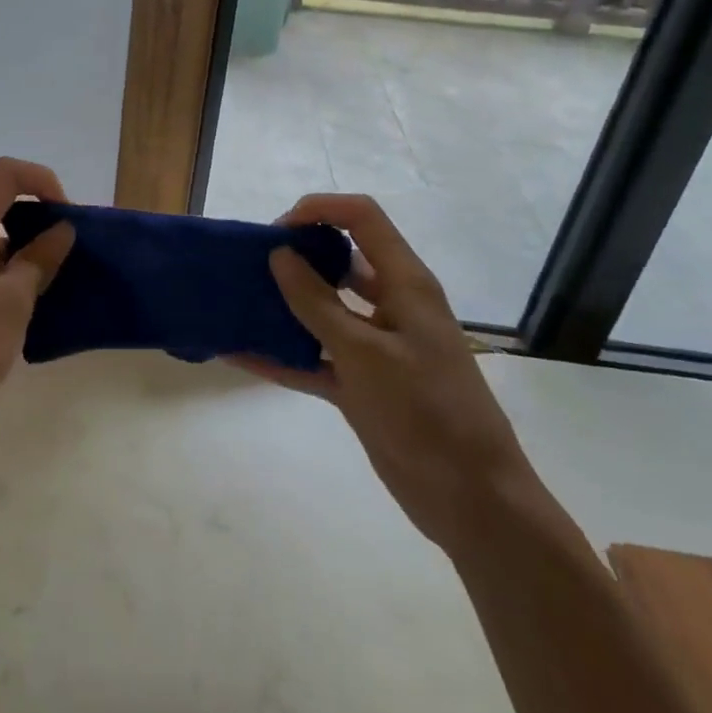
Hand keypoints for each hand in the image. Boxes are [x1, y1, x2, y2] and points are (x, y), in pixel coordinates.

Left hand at [0, 158, 73, 463]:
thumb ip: (38, 261)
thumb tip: (59, 229)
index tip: (66, 216)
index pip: (3, 174)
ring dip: (26, 259)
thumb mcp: (13, 303)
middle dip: (39, 222)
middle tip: (69, 258)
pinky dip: (9, 286)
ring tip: (55, 294)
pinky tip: (26, 322)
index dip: (40, 181)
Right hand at [232, 194, 541, 555]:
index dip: (320, 209)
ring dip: (285, 304)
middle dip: (296, 255)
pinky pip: (315, 358)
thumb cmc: (426, 412)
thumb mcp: (365, 353)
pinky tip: (241, 355)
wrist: (473, 503)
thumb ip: (317, 302)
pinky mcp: (363, 384)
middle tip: (251, 265)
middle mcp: (391, 305)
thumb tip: (279, 254)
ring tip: (239, 300)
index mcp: (405, 283)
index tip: (276, 230)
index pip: (362, 217)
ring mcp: (376, 346)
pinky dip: (283, 356)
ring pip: (325, 309)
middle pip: (340, 259)